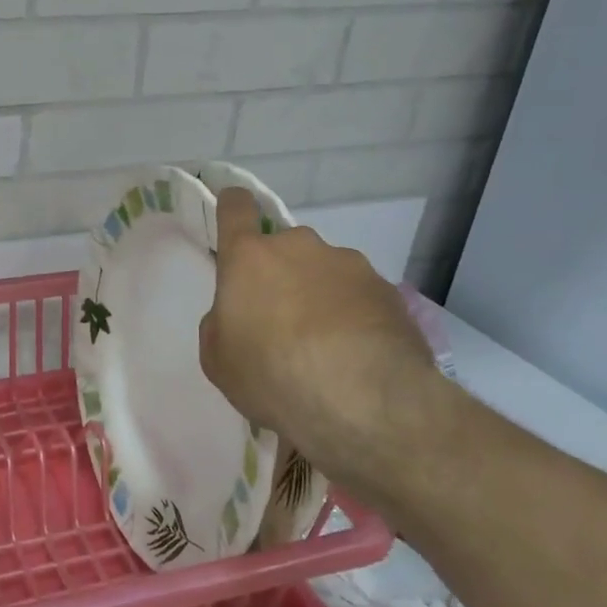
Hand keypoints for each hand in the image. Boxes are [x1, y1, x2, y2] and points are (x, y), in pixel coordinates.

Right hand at [200, 187, 446, 496]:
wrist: (362, 399)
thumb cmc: (271, 374)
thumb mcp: (218, 359)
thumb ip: (222, 323)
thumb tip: (239, 314)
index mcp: (250, 257)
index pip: (236, 209)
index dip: (232, 206)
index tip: (233, 210)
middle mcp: (300, 247)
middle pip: (284, 249)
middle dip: (280, 277)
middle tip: (280, 324)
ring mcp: (350, 265)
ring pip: (324, 274)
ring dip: (319, 298)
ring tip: (324, 349)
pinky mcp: (388, 291)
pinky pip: (358, 298)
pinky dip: (352, 318)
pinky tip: (354, 357)